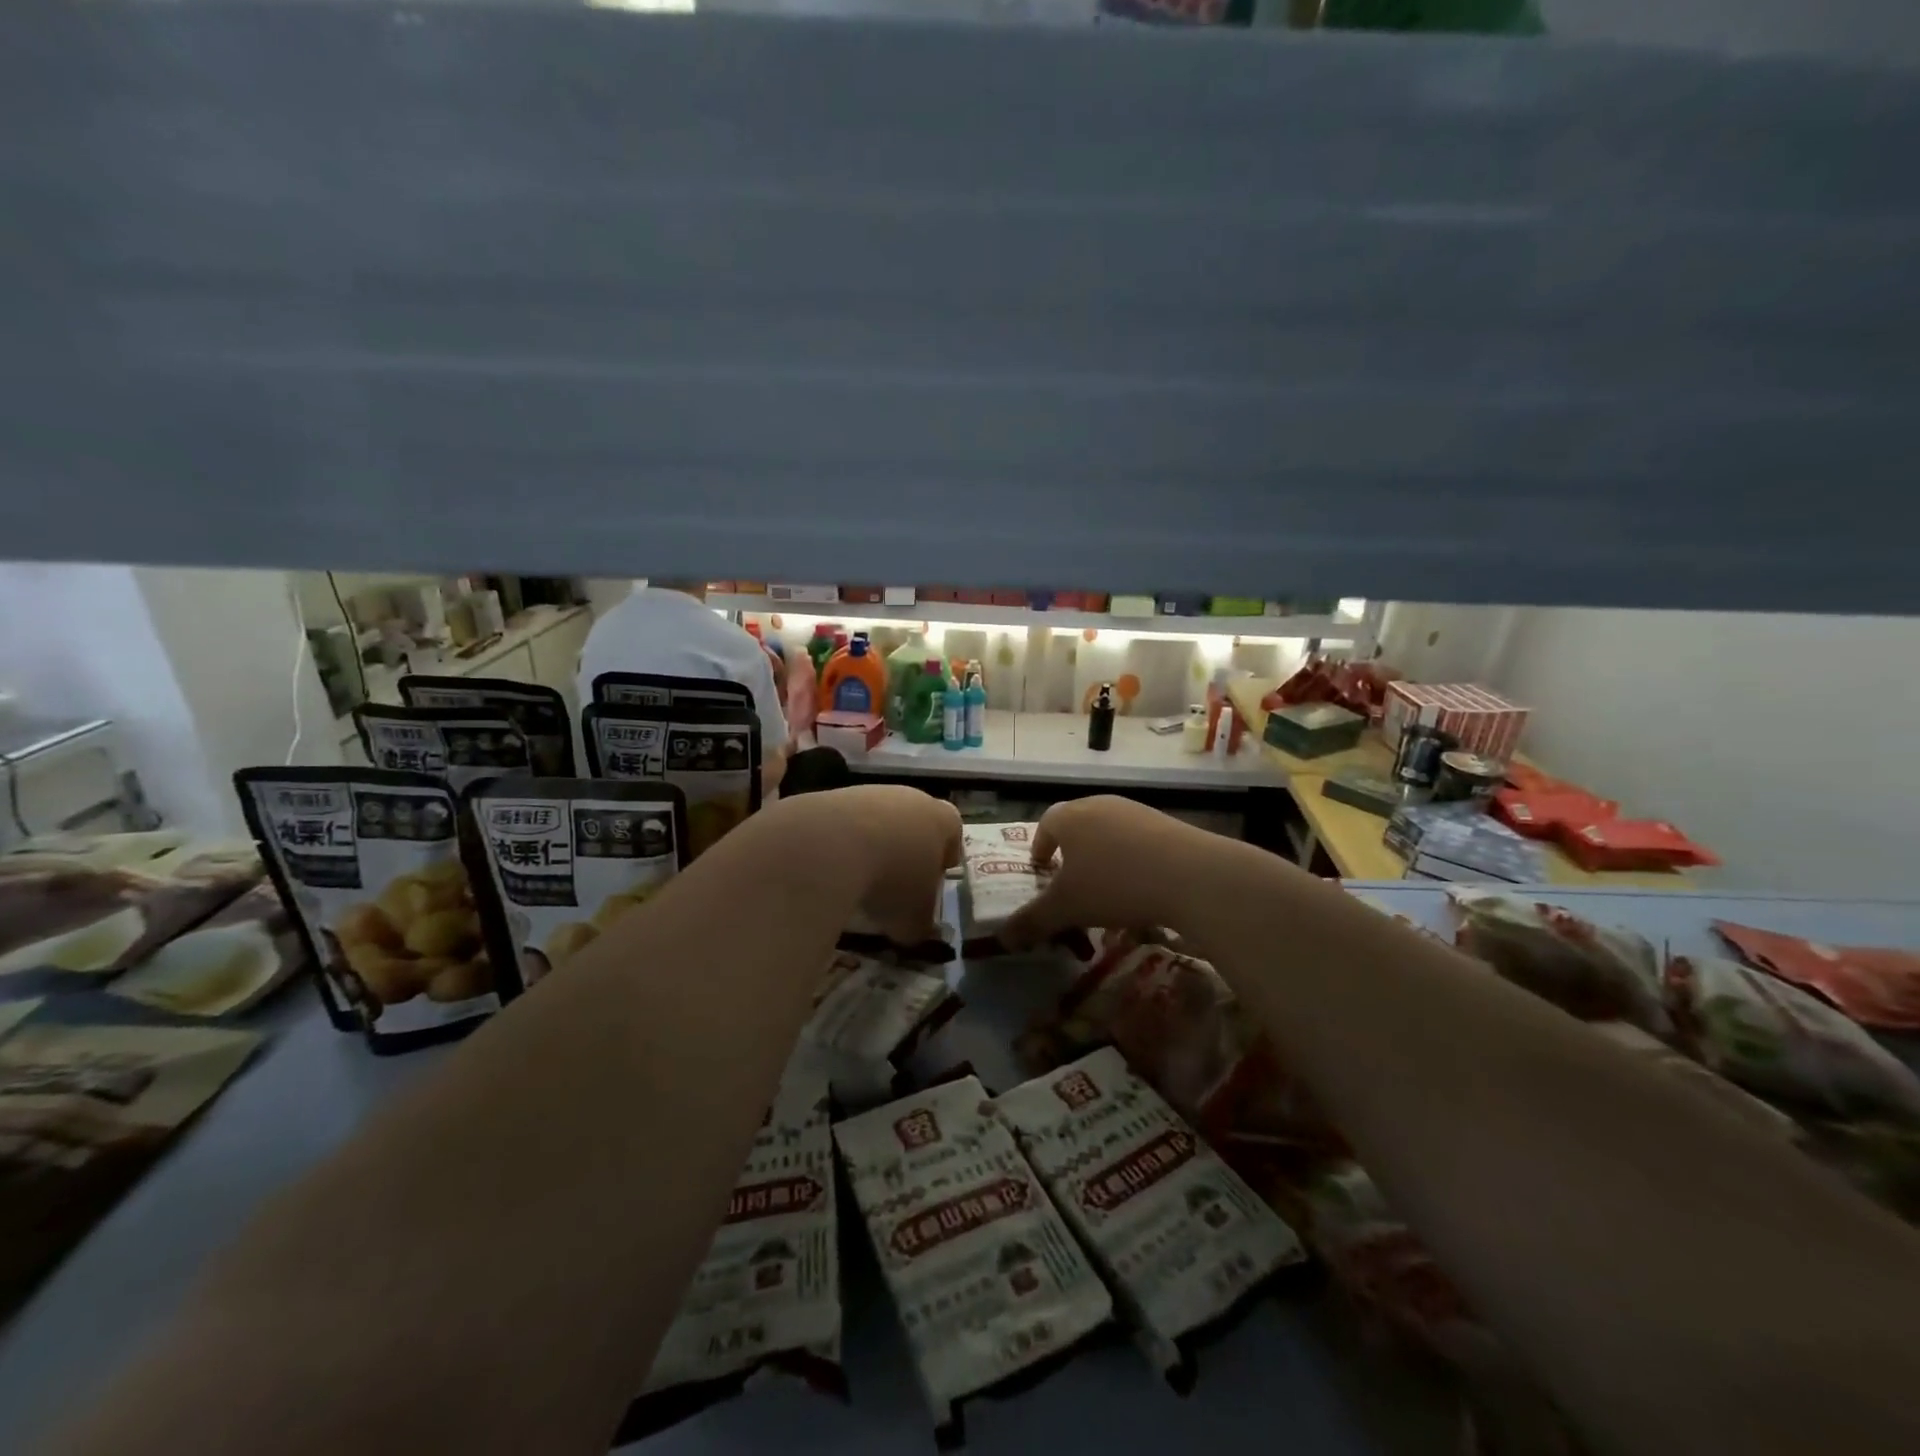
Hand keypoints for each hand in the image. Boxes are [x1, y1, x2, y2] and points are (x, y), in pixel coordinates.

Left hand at [784, 785, 960, 945]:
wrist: (831, 845)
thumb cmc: (891, 879)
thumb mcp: (913, 918)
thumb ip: (919, 925)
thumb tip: (913, 932)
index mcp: (942, 820)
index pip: (953, 831)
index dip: (946, 855)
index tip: (934, 877)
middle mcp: (910, 797)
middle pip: (915, 822)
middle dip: (908, 850)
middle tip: (897, 882)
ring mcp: (870, 793)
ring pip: (878, 820)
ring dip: (872, 846)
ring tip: (859, 879)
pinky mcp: (832, 796)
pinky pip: (844, 823)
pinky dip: (842, 844)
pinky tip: (832, 868)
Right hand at [1001, 796, 1197, 949]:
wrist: (1190, 875)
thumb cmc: (1113, 885)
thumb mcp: (1066, 908)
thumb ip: (1032, 921)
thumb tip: (1002, 938)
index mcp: (1070, 817)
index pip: (1046, 824)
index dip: (1040, 846)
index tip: (1041, 869)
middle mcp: (1100, 805)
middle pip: (1077, 823)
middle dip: (1070, 851)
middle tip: (1071, 880)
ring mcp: (1136, 811)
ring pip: (1108, 831)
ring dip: (1102, 855)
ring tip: (1106, 887)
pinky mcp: (1166, 823)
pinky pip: (1137, 840)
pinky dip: (1131, 859)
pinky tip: (1140, 887)